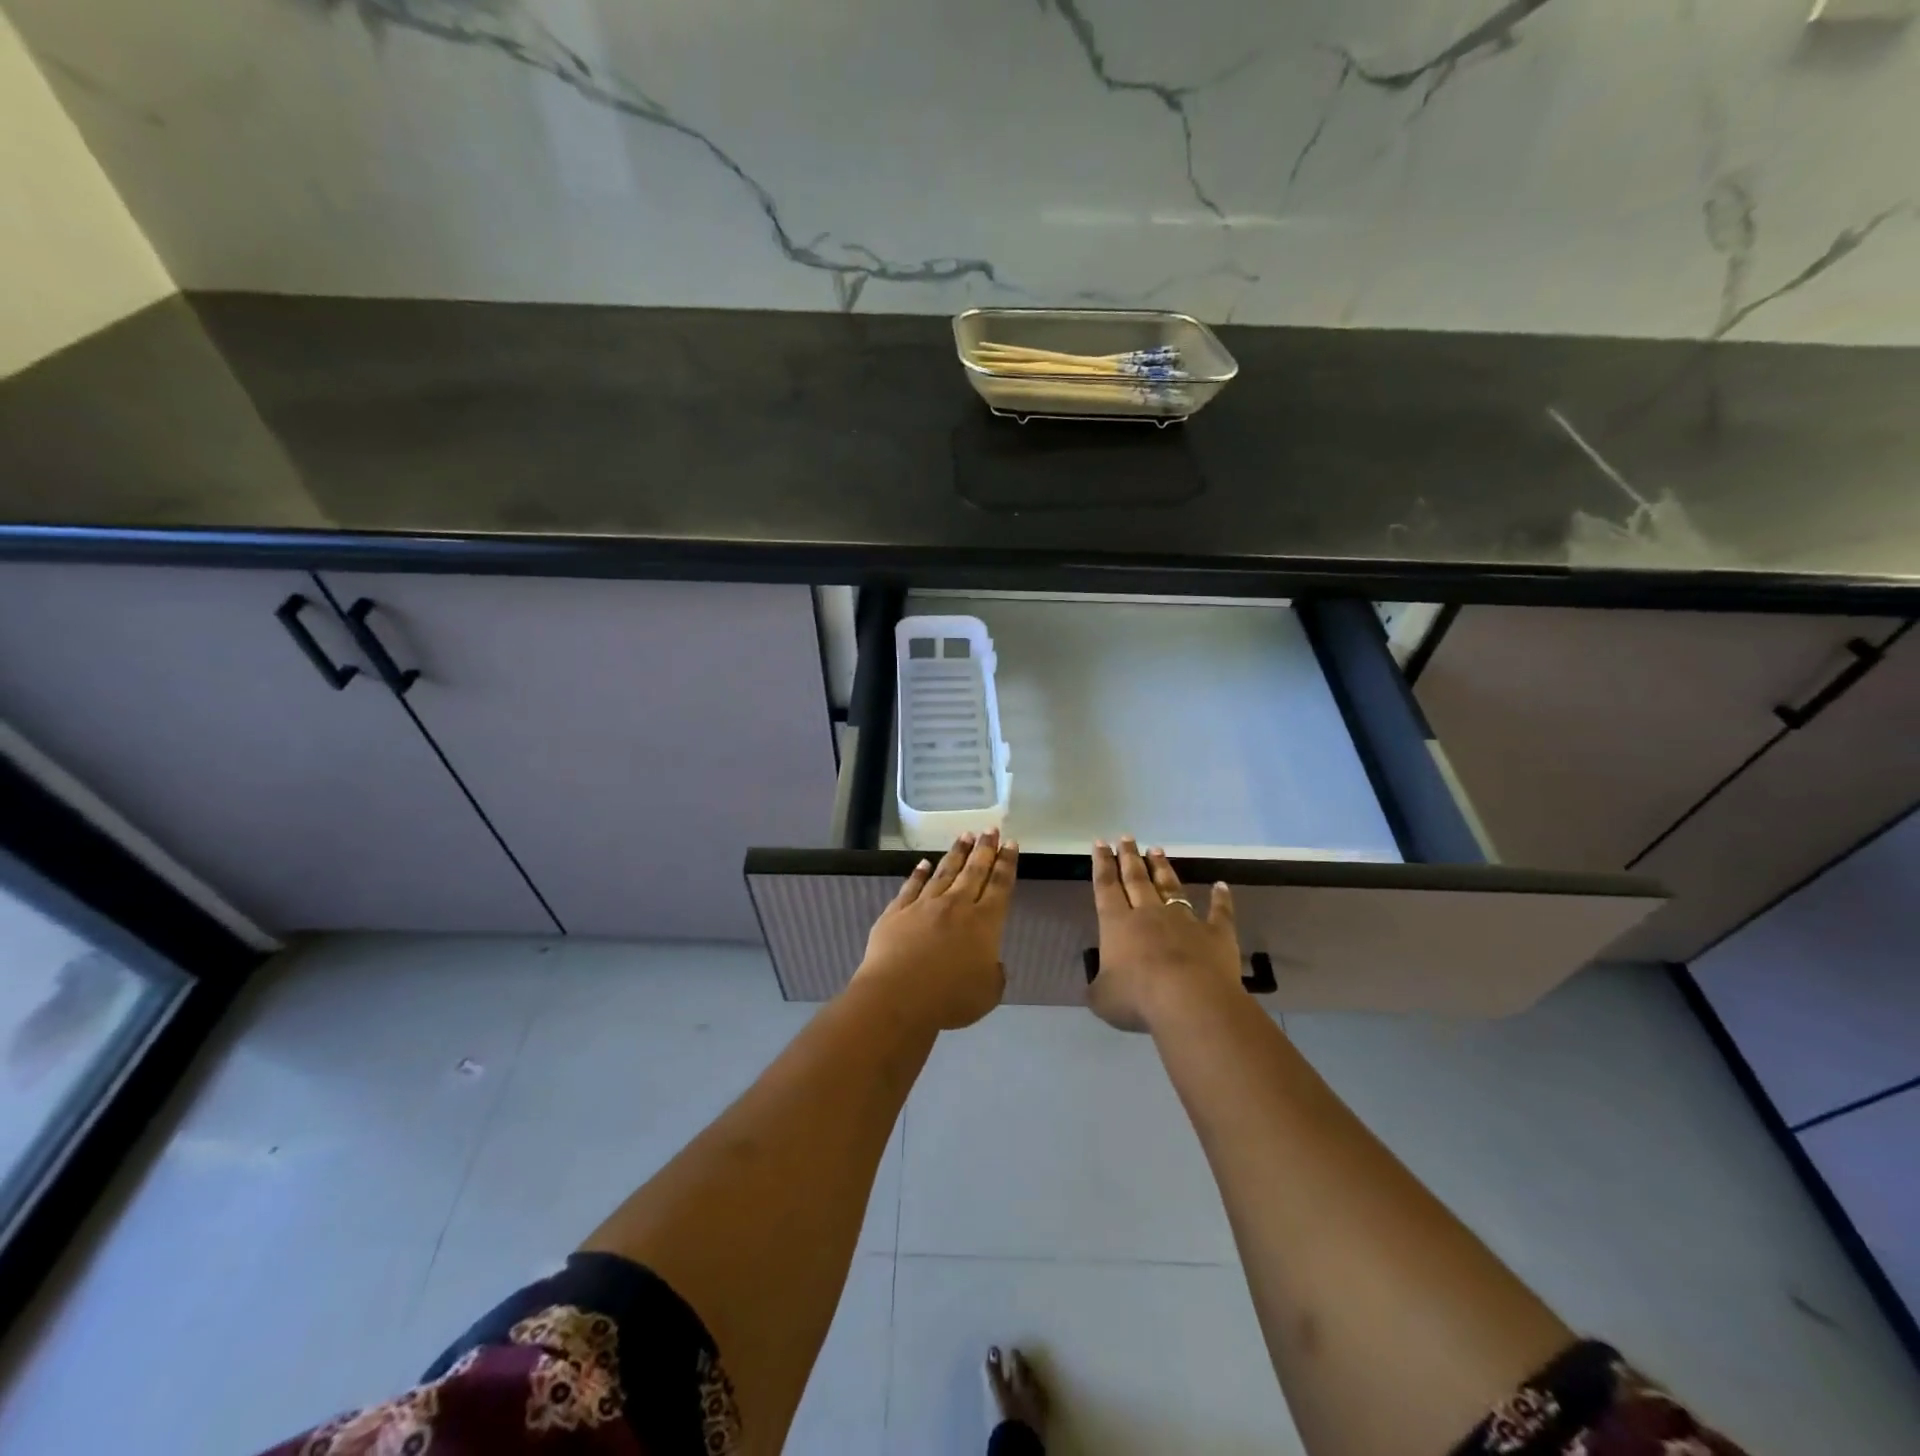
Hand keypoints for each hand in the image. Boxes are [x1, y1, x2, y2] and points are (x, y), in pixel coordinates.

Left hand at [856, 830, 1016, 1029]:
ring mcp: (924, 905)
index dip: (1007, 863)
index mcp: (984, 923)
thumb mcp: (988, 993)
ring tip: (964, 836)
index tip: (1010, 843)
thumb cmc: (950, 998)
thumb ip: (994, 974)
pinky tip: (923, 863)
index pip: (999, 885)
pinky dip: (918, 873)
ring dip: (956, 853)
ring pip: (944, 872)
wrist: (898, 996)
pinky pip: (911, 887)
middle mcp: (956, 906)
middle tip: (990, 829)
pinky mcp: (897, 912)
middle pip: (974, 871)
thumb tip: (991, 963)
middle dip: (984, 849)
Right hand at [1088, 837, 1241, 1031]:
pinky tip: (1222, 885)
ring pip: (1170, 887)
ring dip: (1162, 868)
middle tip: (1126, 837)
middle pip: (1136, 879)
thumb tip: (1099, 985)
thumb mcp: (1103, 998)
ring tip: (1156, 849)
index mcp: (1117, 924)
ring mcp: (1184, 920)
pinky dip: (1221, 898)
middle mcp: (1148, 914)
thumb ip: (1099, 987)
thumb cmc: (1138, 998)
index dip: (1101, 864)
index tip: (1100, 842)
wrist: (1189, 1000)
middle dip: (1129, 857)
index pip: (1106, 887)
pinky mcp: (1215, 933)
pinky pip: (1219, 912)